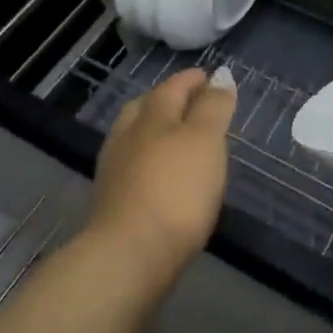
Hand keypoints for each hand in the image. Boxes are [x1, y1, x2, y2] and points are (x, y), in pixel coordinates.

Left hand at [87, 67, 235, 292]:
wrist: (129, 257)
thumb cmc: (176, 190)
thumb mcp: (205, 140)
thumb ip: (213, 107)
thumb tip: (220, 75)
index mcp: (152, 114)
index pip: (174, 86)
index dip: (194, 80)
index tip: (213, 79)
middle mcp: (128, 134)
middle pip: (148, 107)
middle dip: (170, 100)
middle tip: (194, 103)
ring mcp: (115, 169)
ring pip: (137, 136)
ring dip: (157, 131)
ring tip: (180, 140)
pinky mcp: (112, 202)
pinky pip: (134, 166)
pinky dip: (150, 160)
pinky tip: (162, 176)